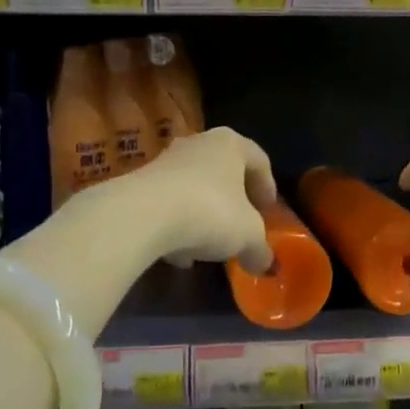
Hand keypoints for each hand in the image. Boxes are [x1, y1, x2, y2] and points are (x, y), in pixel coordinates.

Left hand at [118, 127, 277, 273]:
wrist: (141, 215)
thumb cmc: (210, 212)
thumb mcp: (247, 237)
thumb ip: (260, 250)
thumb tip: (267, 265)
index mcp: (231, 144)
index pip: (259, 160)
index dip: (268, 188)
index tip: (269, 213)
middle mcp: (199, 143)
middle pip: (224, 171)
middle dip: (234, 201)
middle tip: (242, 226)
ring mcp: (166, 161)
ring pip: (194, 187)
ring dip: (204, 215)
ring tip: (209, 247)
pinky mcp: (140, 183)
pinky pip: (168, 204)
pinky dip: (177, 225)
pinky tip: (179, 255)